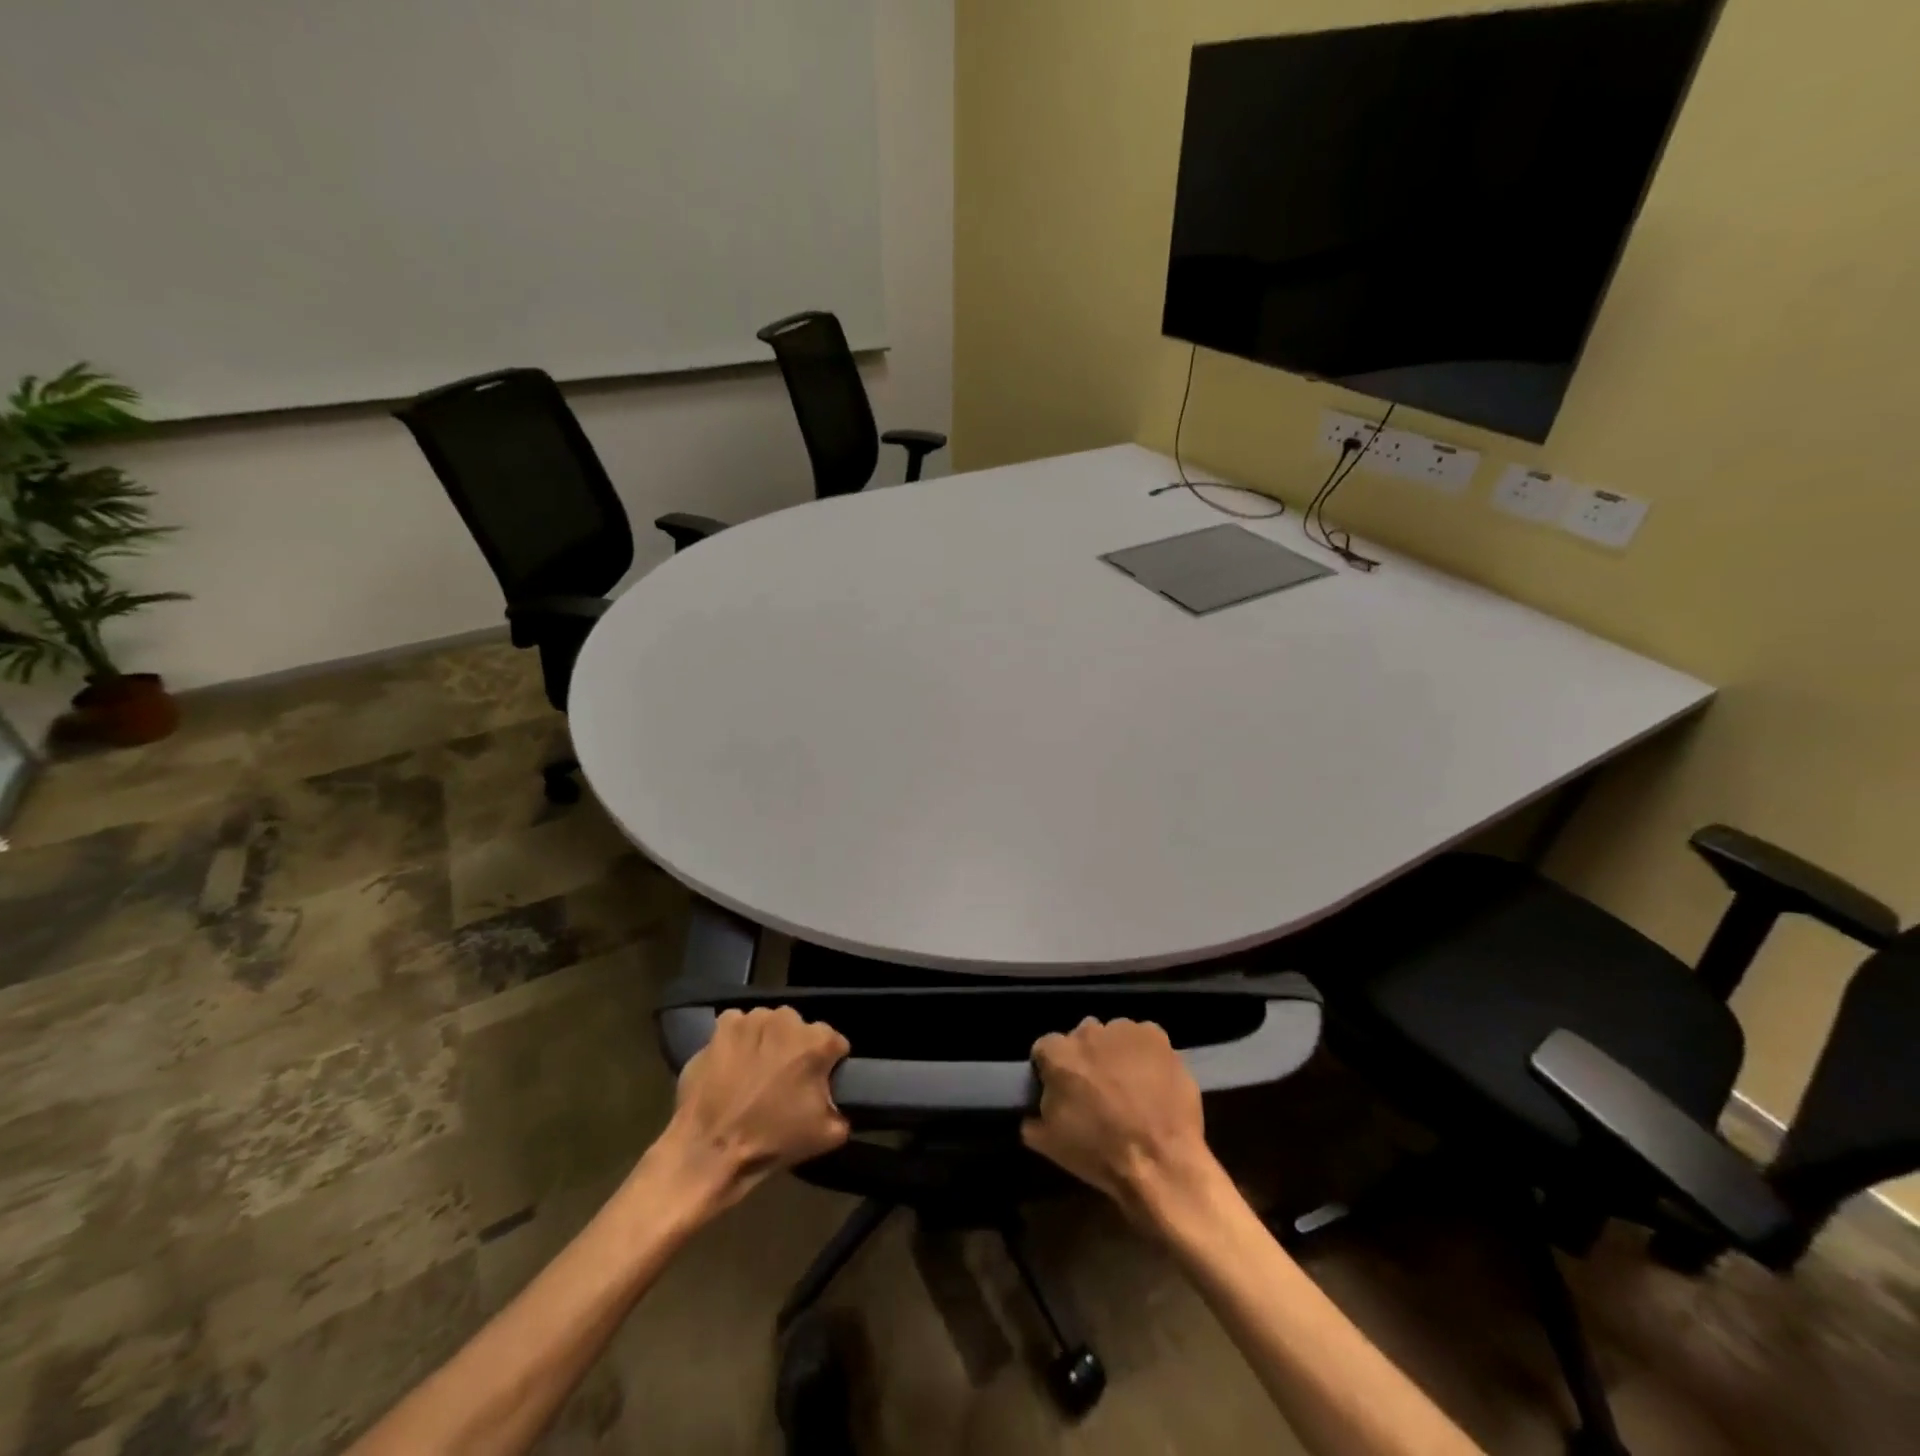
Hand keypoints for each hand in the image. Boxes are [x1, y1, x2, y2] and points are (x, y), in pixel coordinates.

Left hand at [652, 1007, 850, 1213]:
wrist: (709, 1151)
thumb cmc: (771, 1141)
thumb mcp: (827, 1136)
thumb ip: (843, 1110)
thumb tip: (838, 1102)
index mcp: (818, 1042)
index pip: (835, 1043)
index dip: (828, 1065)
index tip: (817, 1085)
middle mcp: (788, 1020)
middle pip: (801, 1030)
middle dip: (796, 1050)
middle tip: (783, 1081)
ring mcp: (753, 1019)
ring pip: (769, 1025)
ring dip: (767, 1042)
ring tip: (754, 1072)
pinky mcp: (723, 1026)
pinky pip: (738, 1025)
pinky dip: (738, 1039)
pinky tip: (732, 1063)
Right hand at [1023, 1017, 1223, 1228]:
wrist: (1160, 1162)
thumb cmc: (1100, 1153)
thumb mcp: (1050, 1145)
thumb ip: (1033, 1119)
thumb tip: (1032, 1113)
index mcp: (1057, 1054)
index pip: (1045, 1049)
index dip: (1051, 1070)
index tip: (1061, 1089)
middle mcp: (1087, 1032)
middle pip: (1081, 1038)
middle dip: (1086, 1058)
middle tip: (1098, 1089)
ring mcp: (1123, 1030)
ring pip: (1113, 1035)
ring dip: (1115, 1053)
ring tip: (1130, 1085)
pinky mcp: (1155, 1035)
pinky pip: (1143, 1037)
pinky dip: (1144, 1053)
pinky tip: (1152, 1079)